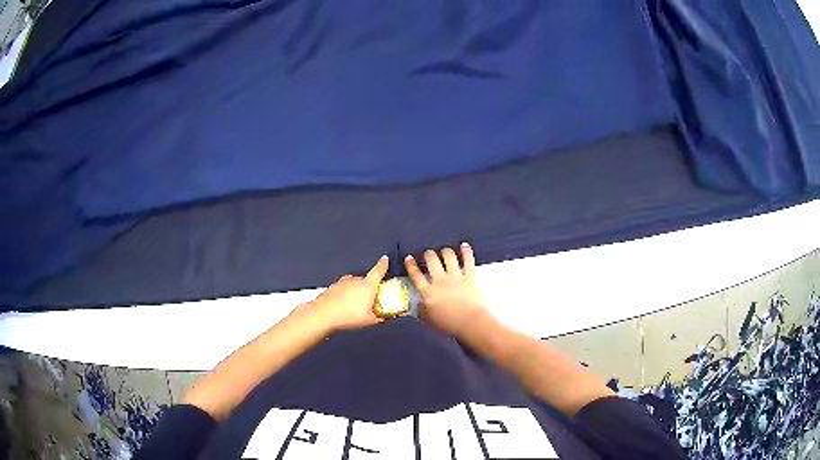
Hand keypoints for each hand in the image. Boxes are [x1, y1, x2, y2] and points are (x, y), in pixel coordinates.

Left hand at [308, 256, 389, 331]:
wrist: (323, 315)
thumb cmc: (347, 316)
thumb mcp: (370, 320)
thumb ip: (382, 317)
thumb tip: (388, 317)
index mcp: (368, 285)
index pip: (378, 271)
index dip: (383, 264)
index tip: (385, 259)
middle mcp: (355, 280)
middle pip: (366, 281)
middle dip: (368, 289)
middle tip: (369, 302)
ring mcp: (343, 282)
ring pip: (353, 285)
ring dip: (356, 293)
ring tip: (355, 308)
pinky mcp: (333, 287)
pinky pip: (343, 289)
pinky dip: (345, 296)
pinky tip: (344, 307)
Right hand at [404, 243, 492, 337]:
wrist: (471, 323)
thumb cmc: (448, 325)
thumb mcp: (429, 321)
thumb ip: (422, 311)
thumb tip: (418, 304)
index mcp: (429, 292)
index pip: (416, 276)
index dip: (411, 265)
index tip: (409, 258)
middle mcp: (441, 281)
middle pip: (432, 261)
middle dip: (428, 254)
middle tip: (428, 254)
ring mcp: (456, 277)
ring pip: (449, 257)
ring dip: (445, 251)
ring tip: (444, 251)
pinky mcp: (470, 277)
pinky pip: (468, 261)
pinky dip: (466, 252)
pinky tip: (464, 245)